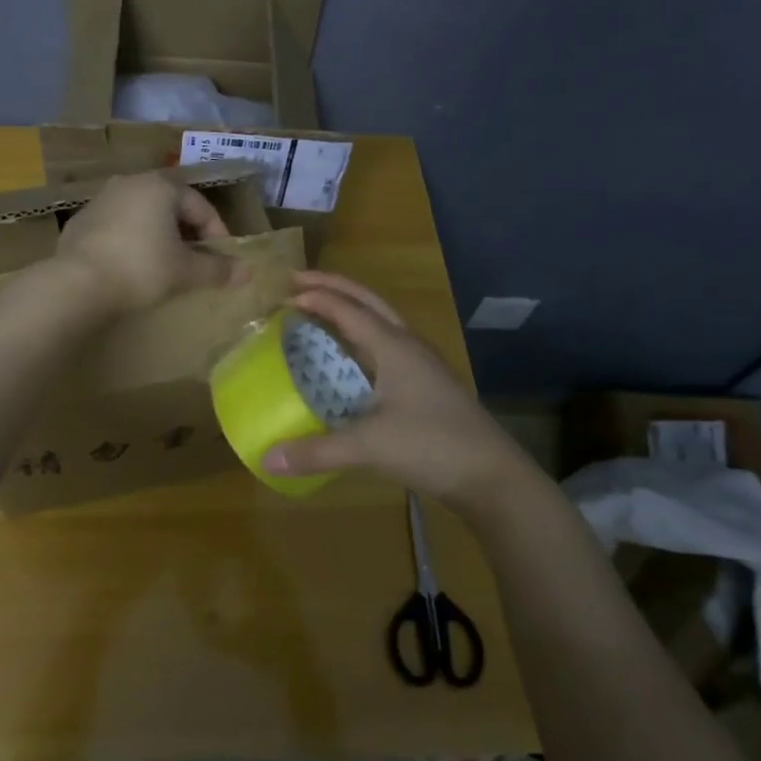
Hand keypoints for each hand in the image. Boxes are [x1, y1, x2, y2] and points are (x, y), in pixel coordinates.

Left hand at [56, 172, 240, 313]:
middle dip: (186, 232)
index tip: (222, 260)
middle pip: (170, 205)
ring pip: (141, 214)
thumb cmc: (141, 268)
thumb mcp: (185, 271)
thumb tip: (247, 272)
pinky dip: (130, 241)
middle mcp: (130, 183)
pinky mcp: (80, 221)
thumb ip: (217, 269)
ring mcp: (101, 199)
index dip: (217, 234)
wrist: (77, 283)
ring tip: (164, 264)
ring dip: (157, 235)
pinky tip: (130, 266)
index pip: (201, 206)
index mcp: (161, 186)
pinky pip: (116, 227)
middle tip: (195, 260)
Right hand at [262, 271, 538, 513]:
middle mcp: (408, 346)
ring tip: (317, 314)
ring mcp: (421, 365)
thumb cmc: (433, 446)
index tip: (283, 293)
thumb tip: (267, 459)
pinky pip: (385, 348)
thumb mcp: (370, 447)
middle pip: (367, 302)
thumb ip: (317, 451)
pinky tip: (348, 362)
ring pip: (380, 323)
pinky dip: (359, 341)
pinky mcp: (425, 386)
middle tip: (298, 284)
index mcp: (395, 347)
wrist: (493, 476)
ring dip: (348, 311)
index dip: (316, 296)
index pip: (349, 308)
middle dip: (333, 288)